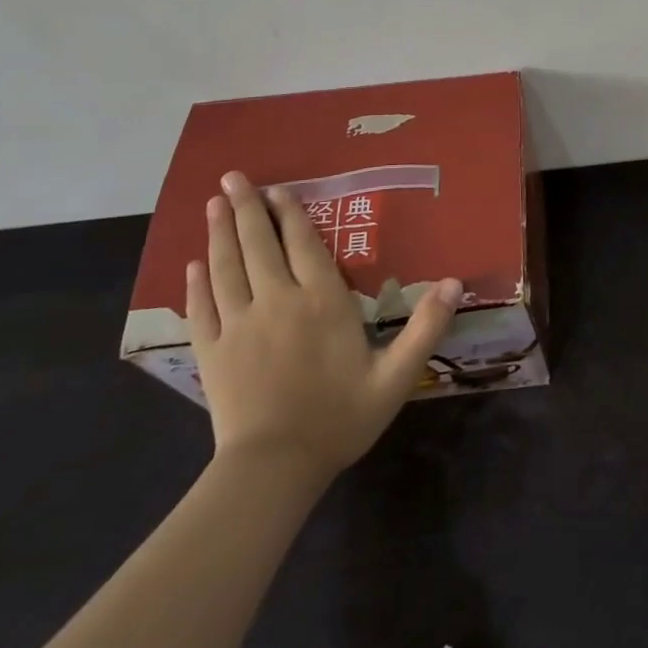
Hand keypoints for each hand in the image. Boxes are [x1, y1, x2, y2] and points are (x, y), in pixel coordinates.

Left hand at [188, 171, 461, 491]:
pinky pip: (202, 307)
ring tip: (212, 203)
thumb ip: (426, 327)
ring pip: (226, 268)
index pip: (304, 245)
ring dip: (219, 233)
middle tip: (232, 177)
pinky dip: (196, 283)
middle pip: (259, 245)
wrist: (274, 469)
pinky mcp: (213, 351)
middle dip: (247, 208)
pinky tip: (191, 264)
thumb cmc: (340, 417)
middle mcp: (277, 301)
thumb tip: (456, 282)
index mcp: (322, 302)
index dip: (291, 214)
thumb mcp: (397, 375)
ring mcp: (240, 325)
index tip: (278, 188)